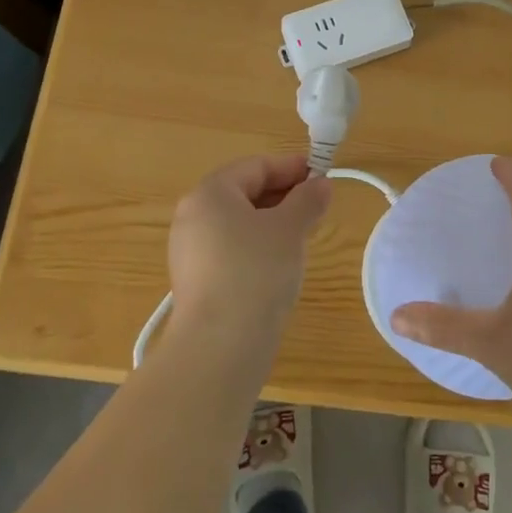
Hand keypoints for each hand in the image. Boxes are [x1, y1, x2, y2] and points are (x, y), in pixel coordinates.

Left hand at [167, 155, 331, 347]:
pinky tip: (280, 263)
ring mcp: (189, 250)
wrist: (220, 346)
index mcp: (210, 193)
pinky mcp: (195, 281)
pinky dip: (257, 246)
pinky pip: (231, 249)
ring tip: (304, 234)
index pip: (256, 166)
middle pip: (244, 192)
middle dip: (283, 195)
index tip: (323, 174)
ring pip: (238, 223)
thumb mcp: (290, 229)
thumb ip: (308, 199)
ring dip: (272, 222)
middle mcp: (193, 215)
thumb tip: (320, 184)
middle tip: (317, 205)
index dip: (292, 167)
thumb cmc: (256, 272)